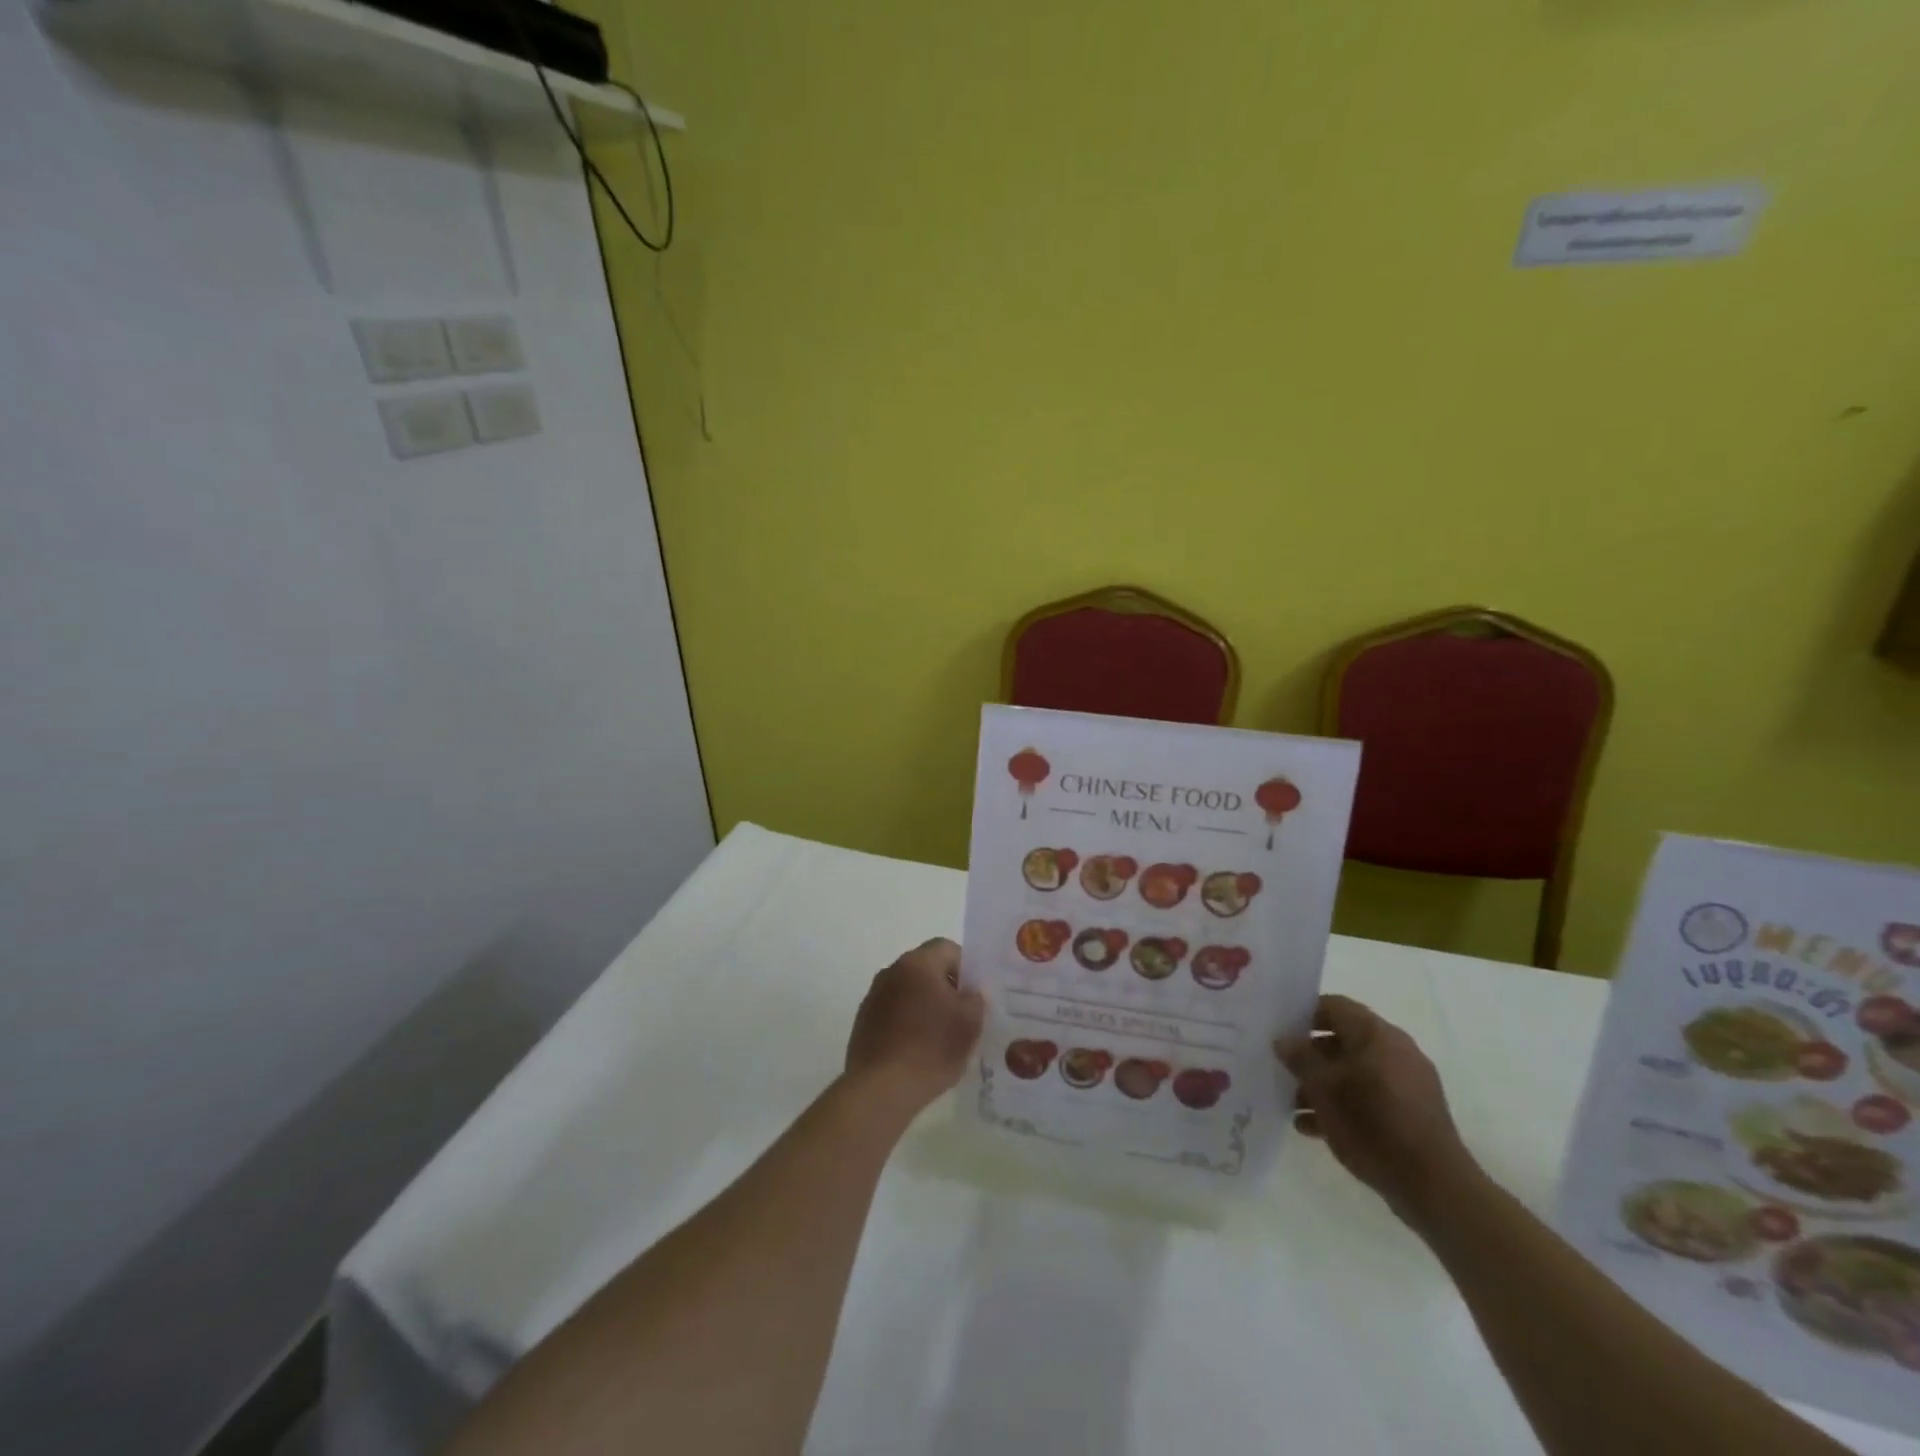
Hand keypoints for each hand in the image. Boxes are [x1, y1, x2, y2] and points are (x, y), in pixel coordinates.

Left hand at [845, 939, 984, 1112]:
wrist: (881, 1089)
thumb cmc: (931, 1049)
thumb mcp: (970, 1023)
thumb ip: (975, 999)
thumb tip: (969, 993)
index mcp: (918, 963)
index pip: (948, 948)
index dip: (966, 968)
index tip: (973, 995)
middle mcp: (891, 971)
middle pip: (926, 968)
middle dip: (945, 987)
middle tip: (961, 1017)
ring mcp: (873, 996)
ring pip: (908, 990)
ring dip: (924, 1005)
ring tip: (939, 1038)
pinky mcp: (863, 1022)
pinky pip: (892, 1012)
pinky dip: (906, 1023)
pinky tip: (916, 1051)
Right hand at [1276, 995, 1474, 1227]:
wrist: (1434, 1187)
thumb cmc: (1373, 1124)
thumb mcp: (1324, 1088)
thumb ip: (1300, 1058)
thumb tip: (1283, 1039)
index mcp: (1377, 1034)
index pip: (1334, 1006)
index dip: (1303, 1013)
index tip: (1278, 1030)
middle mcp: (1396, 1050)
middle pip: (1342, 1040)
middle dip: (1310, 1056)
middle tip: (1281, 1069)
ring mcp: (1407, 1083)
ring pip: (1353, 1072)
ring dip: (1323, 1084)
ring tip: (1292, 1105)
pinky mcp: (1412, 1113)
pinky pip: (1369, 1097)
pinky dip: (1343, 1105)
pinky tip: (1314, 1127)